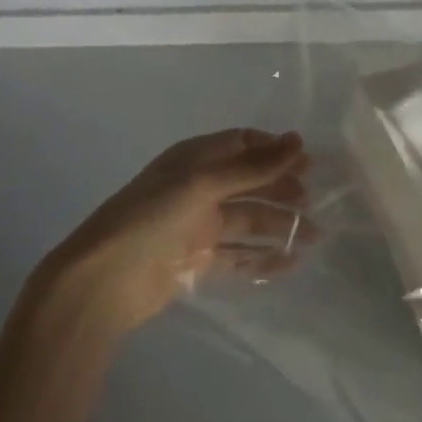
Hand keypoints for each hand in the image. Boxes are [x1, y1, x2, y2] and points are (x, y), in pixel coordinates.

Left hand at [33, 129, 309, 335]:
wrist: (105, 280)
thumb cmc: (152, 217)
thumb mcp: (203, 182)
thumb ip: (253, 166)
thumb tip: (298, 140)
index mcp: (196, 159)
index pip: (243, 144)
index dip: (275, 150)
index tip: (309, 162)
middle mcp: (200, 187)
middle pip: (250, 182)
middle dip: (282, 188)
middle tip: (314, 200)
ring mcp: (199, 226)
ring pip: (249, 219)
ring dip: (281, 224)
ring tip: (316, 235)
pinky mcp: (199, 261)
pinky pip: (239, 255)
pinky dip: (264, 257)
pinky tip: (292, 262)